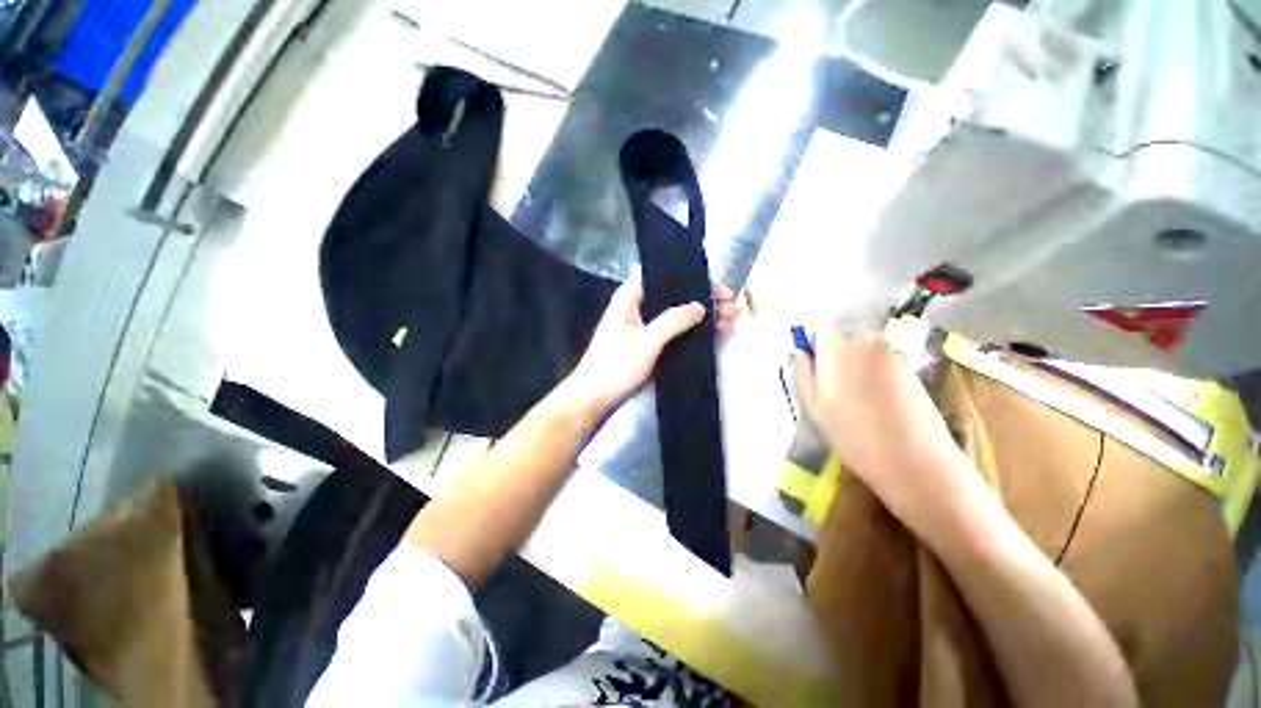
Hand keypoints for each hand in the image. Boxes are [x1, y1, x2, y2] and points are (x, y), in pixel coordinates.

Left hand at [564, 275, 738, 412]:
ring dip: (702, 317)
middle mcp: (638, 308)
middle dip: (703, 299)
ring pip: (678, 316)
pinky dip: (694, 333)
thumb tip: (702, 305)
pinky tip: (714, 335)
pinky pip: (675, 334)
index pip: (662, 275)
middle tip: (731, 304)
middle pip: (675, 295)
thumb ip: (673, 320)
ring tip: (731, 320)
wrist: (595, 399)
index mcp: (630, 298)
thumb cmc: (615, 365)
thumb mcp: (646, 340)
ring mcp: (644, 329)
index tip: (714, 283)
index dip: (689, 275)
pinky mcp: (649, 346)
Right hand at [790, 328, 970, 521]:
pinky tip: (881, 401)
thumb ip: (803, 373)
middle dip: (838, 356)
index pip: (821, 330)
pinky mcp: (912, 367)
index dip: (816, 346)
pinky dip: (878, 374)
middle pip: (844, 339)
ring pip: (865, 351)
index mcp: (836, 351)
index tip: (816, 368)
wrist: (914, 459)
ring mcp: (892, 354)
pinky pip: (885, 361)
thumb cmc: (854, 436)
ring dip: (859, 366)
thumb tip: (796, 351)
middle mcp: (865, 343)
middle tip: (837, 389)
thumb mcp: (815, 406)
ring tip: (861, 399)